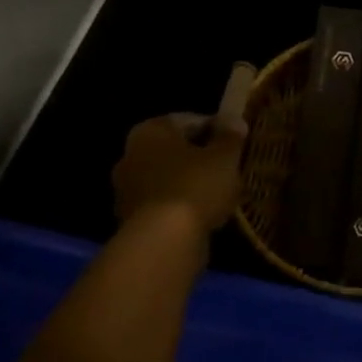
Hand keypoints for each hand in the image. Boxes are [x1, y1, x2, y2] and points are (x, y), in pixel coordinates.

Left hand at [112, 114, 245, 232]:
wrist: (164, 241)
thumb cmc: (195, 185)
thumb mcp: (224, 156)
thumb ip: (230, 136)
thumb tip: (233, 120)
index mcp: (150, 131)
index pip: (188, 120)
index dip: (215, 128)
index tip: (235, 141)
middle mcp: (130, 155)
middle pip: (174, 150)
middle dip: (199, 157)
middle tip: (228, 167)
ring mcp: (126, 190)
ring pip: (168, 178)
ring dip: (190, 183)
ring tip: (220, 193)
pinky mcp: (131, 220)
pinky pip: (163, 204)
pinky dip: (181, 206)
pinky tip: (205, 215)